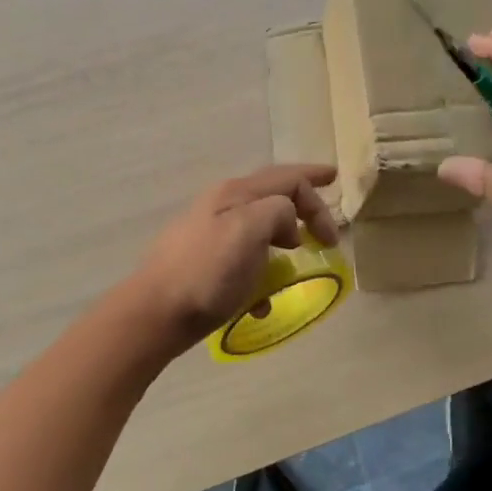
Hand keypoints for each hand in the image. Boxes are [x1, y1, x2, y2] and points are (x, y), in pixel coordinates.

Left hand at [129, 164, 340, 344]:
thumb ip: (278, 212)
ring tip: (296, 262)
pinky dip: (260, 273)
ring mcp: (210, 233)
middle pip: (273, 196)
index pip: (288, 178)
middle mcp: (222, 205)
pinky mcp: (203, 262)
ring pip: (259, 228)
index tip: (335, 229)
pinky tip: (261, 301)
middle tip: (326, 230)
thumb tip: (286, 224)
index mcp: (236, 193)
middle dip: (303, 207)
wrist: (156, 312)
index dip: (318, 192)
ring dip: (282, 241)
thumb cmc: (208, 271)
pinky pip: (243, 259)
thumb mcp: (250, 230)